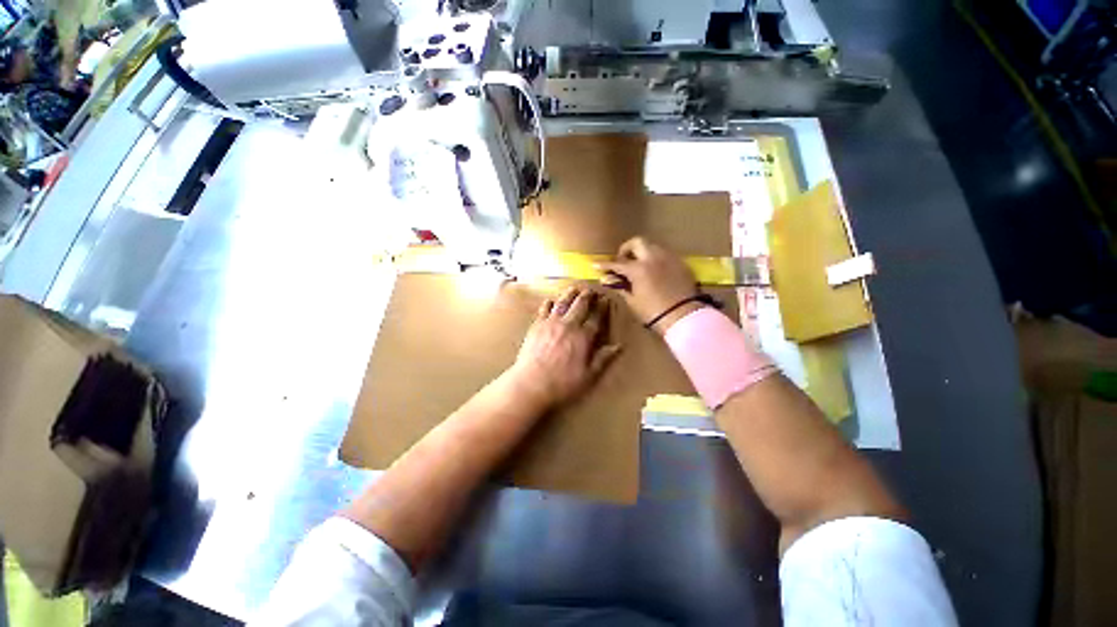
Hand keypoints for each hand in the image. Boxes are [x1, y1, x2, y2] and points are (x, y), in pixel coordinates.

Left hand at [509, 285, 620, 409]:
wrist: (531, 384)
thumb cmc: (563, 384)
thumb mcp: (589, 376)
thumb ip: (604, 359)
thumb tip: (619, 346)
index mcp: (583, 337)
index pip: (596, 318)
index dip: (602, 307)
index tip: (605, 299)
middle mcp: (568, 325)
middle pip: (580, 305)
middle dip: (587, 295)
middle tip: (591, 289)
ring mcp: (551, 323)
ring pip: (562, 302)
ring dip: (570, 294)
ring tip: (574, 287)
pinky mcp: (536, 326)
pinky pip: (544, 309)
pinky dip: (550, 302)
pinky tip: (551, 300)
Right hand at [598, 237, 702, 333]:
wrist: (683, 317)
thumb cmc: (653, 312)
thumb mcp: (633, 301)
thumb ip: (620, 287)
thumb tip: (608, 279)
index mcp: (638, 269)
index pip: (617, 263)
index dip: (605, 265)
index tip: (596, 264)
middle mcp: (653, 258)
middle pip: (637, 242)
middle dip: (626, 249)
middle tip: (622, 260)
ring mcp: (668, 258)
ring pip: (652, 246)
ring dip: (642, 252)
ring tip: (639, 265)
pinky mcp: (680, 263)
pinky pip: (664, 255)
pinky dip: (655, 259)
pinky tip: (654, 271)